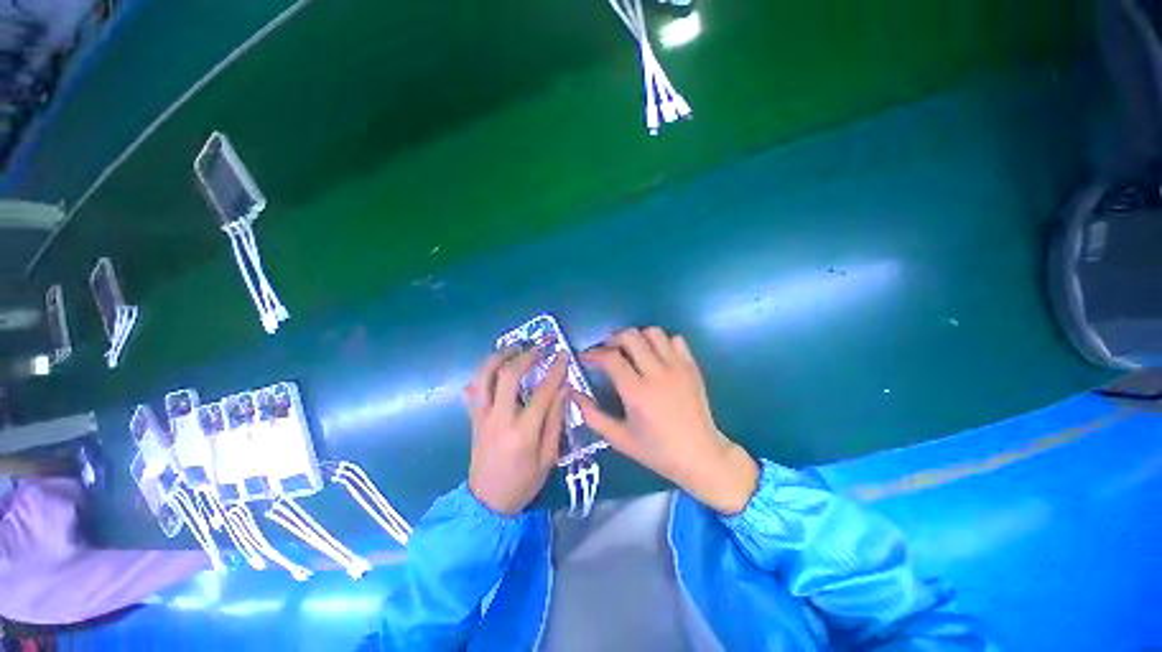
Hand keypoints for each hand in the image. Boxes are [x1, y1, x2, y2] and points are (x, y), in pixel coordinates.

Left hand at [464, 348, 567, 514]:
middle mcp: (499, 418)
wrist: (486, 503)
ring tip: (513, 349)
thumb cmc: (523, 483)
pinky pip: (474, 389)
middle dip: (525, 356)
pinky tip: (494, 368)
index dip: (555, 370)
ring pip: (484, 377)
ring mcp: (482, 417)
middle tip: (538, 348)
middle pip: (508, 376)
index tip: (563, 355)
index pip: (542, 392)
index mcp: (523, 431)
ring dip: (498, 358)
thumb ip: (556, 421)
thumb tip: (564, 389)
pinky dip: (483, 374)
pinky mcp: (473, 419)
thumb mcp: (548, 457)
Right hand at [575, 327, 758, 514]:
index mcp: (636, 392)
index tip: (586, 358)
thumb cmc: (657, 451)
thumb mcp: (619, 439)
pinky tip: (656, 356)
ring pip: (653, 333)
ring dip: (637, 337)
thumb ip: (592, 415)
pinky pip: (675, 340)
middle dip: (613, 338)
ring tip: (631, 351)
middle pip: (630, 336)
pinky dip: (661, 342)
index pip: (610, 357)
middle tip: (608, 351)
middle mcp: (657, 373)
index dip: (593, 353)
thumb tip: (573, 393)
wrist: (701, 455)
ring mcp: (677, 367)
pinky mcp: (691, 366)